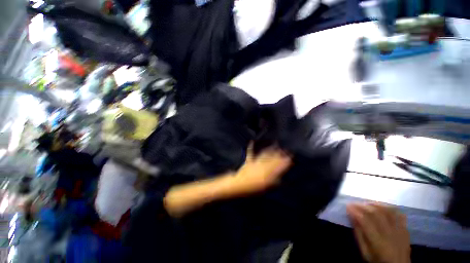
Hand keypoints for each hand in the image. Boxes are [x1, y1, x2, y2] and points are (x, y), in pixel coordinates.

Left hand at [234, 144, 291, 192]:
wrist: (239, 185)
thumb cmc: (252, 189)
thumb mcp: (266, 188)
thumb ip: (274, 182)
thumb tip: (281, 178)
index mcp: (267, 174)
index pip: (278, 166)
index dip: (285, 162)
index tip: (290, 158)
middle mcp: (262, 166)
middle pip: (273, 159)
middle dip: (280, 154)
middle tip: (286, 150)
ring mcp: (255, 162)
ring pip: (264, 154)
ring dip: (270, 149)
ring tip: (276, 144)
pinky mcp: (249, 161)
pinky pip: (250, 153)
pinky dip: (251, 147)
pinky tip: (252, 141)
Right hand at [347, 203, 410, 262]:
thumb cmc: (378, 260)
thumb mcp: (365, 252)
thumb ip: (359, 235)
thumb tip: (352, 217)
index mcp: (378, 242)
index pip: (366, 221)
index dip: (355, 211)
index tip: (348, 206)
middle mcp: (390, 234)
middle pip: (377, 214)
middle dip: (363, 206)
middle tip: (354, 203)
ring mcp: (400, 231)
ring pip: (388, 211)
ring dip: (375, 205)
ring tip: (367, 203)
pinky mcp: (405, 229)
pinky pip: (399, 214)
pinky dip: (389, 208)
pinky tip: (382, 207)